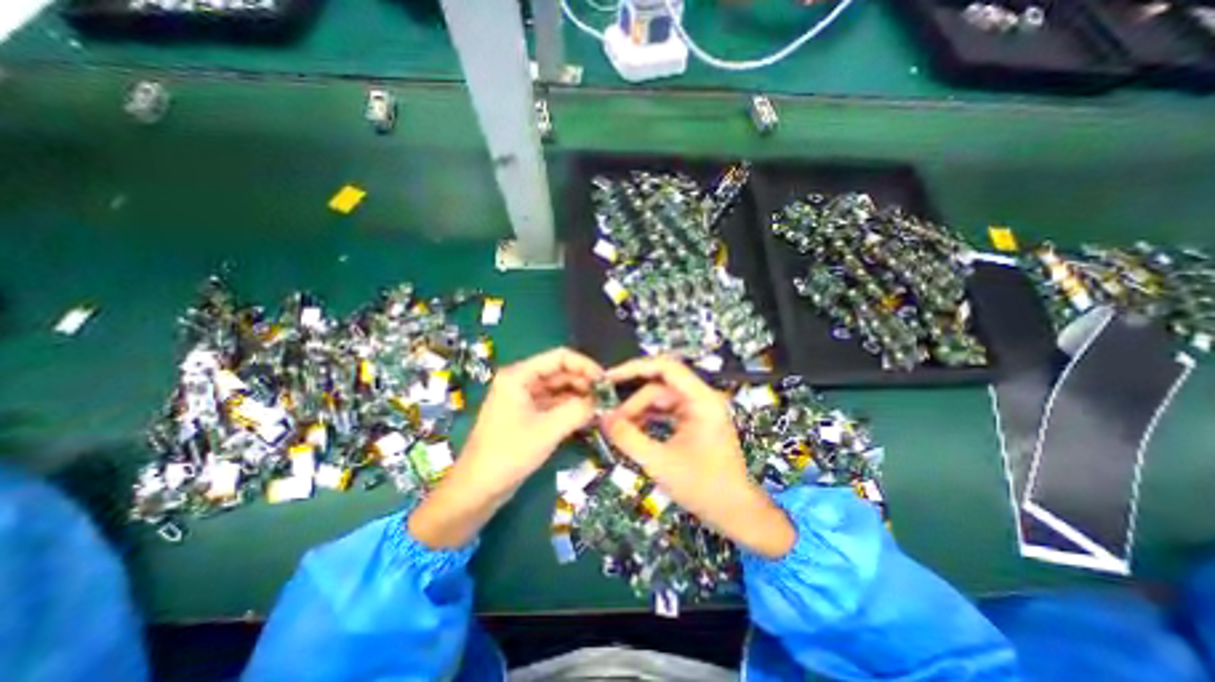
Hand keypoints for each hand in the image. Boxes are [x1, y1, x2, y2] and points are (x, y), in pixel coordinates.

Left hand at [406, 348, 602, 551]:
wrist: (477, 490)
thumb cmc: (507, 455)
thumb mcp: (546, 431)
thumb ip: (577, 411)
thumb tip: (602, 401)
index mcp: (519, 375)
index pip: (559, 357)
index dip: (585, 365)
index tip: (605, 381)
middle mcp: (522, 381)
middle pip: (560, 371)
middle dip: (584, 381)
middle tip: (606, 397)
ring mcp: (524, 398)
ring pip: (559, 388)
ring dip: (579, 395)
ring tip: (601, 407)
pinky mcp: (528, 414)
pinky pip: (554, 403)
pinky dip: (571, 407)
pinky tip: (587, 416)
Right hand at [599, 357, 794, 558]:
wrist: (736, 513)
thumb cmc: (704, 488)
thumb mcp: (660, 463)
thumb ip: (629, 438)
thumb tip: (602, 418)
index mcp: (701, 400)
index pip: (666, 367)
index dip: (635, 368)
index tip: (610, 379)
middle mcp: (701, 398)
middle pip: (659, 386)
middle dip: (633, 402)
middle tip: (610, 420)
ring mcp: (697, 410)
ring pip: (660, 400)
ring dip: (638, 412)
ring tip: (618, 429)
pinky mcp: (693, 422)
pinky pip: (665, 412)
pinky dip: (648, 419)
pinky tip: (633, 432)